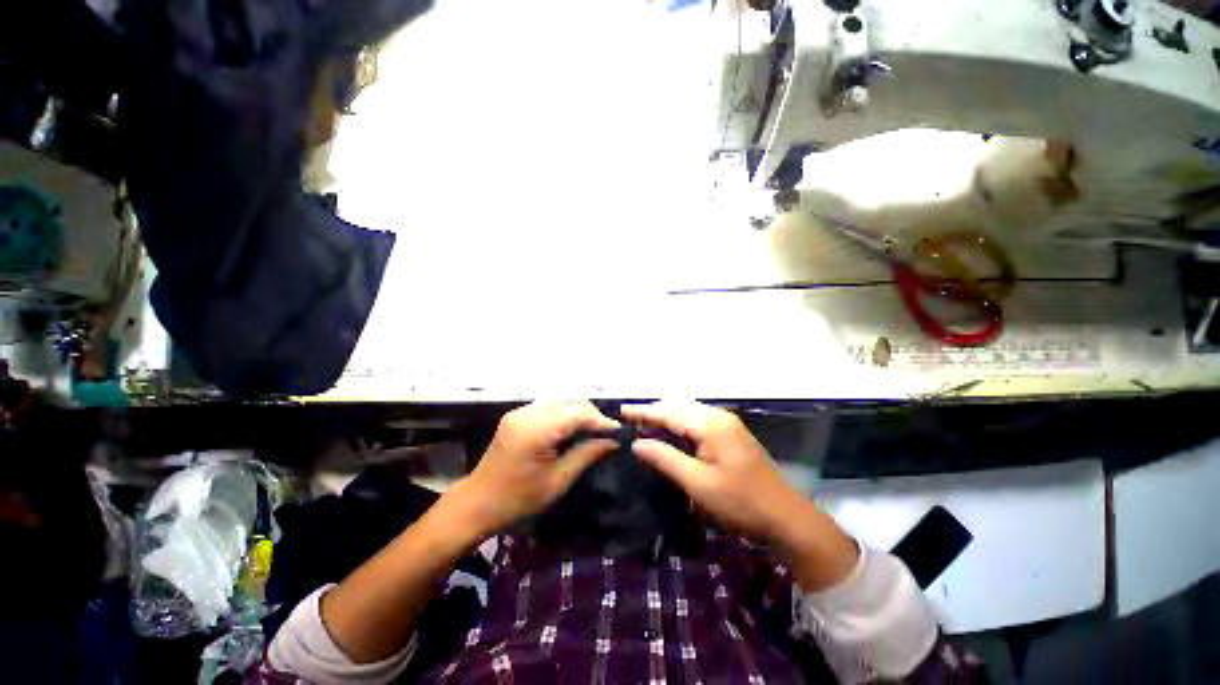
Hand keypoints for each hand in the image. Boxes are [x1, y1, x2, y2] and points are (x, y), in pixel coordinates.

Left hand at [457, 400, 619, 534]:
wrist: (476, 504)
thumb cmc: (518, 500)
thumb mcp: (558, 480)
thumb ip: (587, 454)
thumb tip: (614, 442)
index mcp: (537, 430)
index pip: (578, 413)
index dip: (601, 421)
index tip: (618, 432)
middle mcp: (528, 412)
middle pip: (570, 401)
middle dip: (590, 415)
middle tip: (605, 434)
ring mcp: (519, 411)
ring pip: (559, 400)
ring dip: (577, 412)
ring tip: (590, 431)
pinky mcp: (516, 415)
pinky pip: (547, 406)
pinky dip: (563, 414)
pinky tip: (570, 429)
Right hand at [621, 401, 800, 541]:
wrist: (786, 517)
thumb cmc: (740, 501)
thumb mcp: (697, 482)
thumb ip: (665, 458)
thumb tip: (637, 443)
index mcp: (710, 424)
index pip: (669, 412)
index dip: (643, 411)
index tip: (621, 410)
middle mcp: (718, 416)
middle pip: (678, 408)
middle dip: (653, 412)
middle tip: (630, 420)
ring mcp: (727, 424)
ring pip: (688, 414)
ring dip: (666, 418)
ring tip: (644, 425)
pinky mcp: (731, 434)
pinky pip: (698, 422)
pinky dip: (680, 425)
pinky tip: (671, 434)